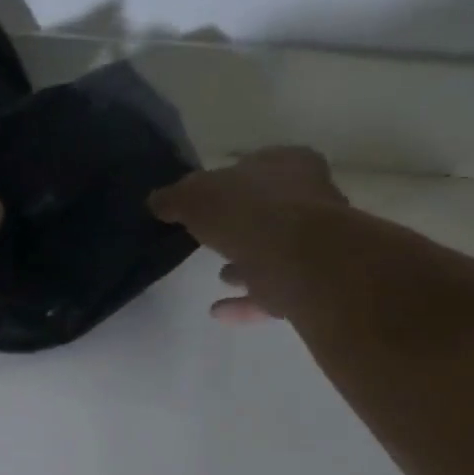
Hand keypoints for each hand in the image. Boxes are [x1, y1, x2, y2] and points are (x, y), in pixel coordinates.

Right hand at [149, 147, 345, 322]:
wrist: (302, 261)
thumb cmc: (249, 212)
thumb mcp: (194, 196)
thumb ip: (174, 198)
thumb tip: (157, 201)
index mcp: (288, 165)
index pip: (259, 164)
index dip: (232, 179)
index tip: (207, 197)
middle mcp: (311, 199)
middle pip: (269, 209)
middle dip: (241, 224)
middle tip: (210, 237)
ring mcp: (316, 244)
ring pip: (275, 252)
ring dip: (247, 264)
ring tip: (218, 275)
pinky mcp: (312, 284)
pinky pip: (273, 292)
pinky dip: (246, 302)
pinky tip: (218, 311)